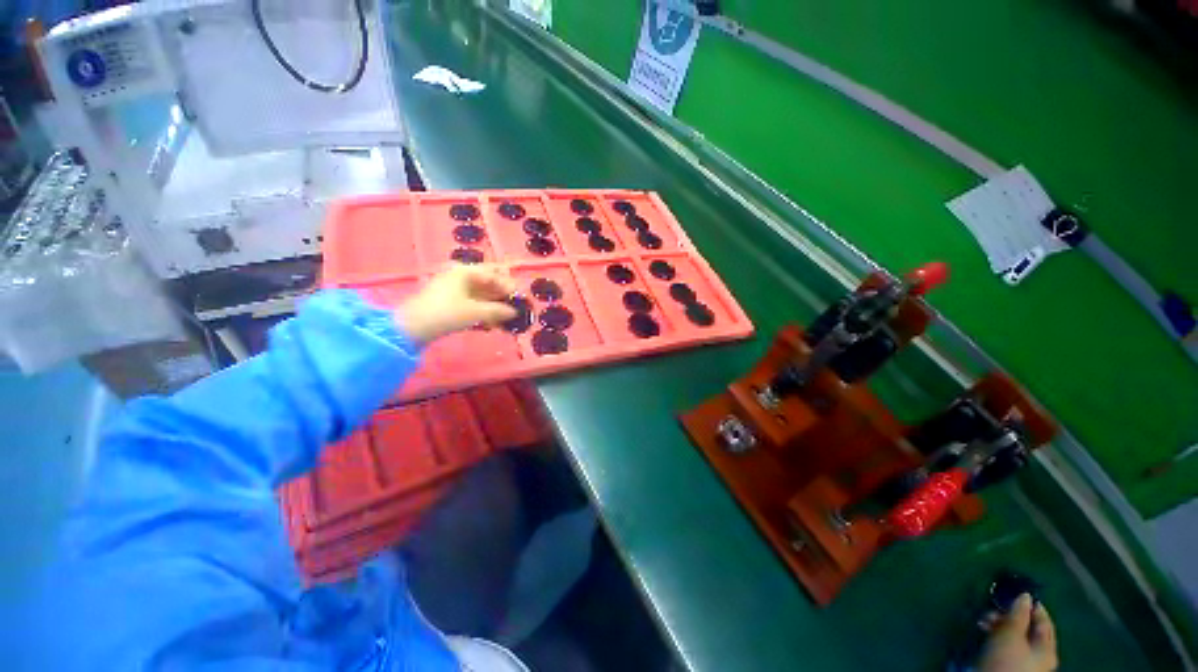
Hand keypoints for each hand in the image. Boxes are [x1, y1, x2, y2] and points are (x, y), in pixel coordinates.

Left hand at [395, 264, 517, 344]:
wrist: (412, 328)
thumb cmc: (445, 313)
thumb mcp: (475, 312)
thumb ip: (498, 310)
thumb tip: (514, 312)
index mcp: (465, 272)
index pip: (493, 274)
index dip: (509, 286)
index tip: (520, 298)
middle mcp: (459, 276)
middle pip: (487, 282)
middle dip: (503, 294)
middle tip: (516, 306)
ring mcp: (453, 289)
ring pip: (481, 294)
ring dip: (495, 304)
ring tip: (507, 317)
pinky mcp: (449, 302)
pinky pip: (473, 303)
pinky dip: (484, 310)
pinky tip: (493, 322)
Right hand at [979, 594, 1057, 671]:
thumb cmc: (1006, 658)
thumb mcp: (1011, 633)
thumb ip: (1018, 614)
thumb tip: (1024, 595)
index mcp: (1047, 649)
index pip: (1044, 621)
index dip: (1032, 606)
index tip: (1018, 591)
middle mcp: (1039, 655)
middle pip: (1027, 628)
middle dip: (1009, 615)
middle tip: (994, 607)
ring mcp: (1023, 661)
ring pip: (1013, 635)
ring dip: (998, 623)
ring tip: (983, 619)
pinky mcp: (1007, 663)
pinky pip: (1004, 642)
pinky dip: (994, 633)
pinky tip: (983, 630)